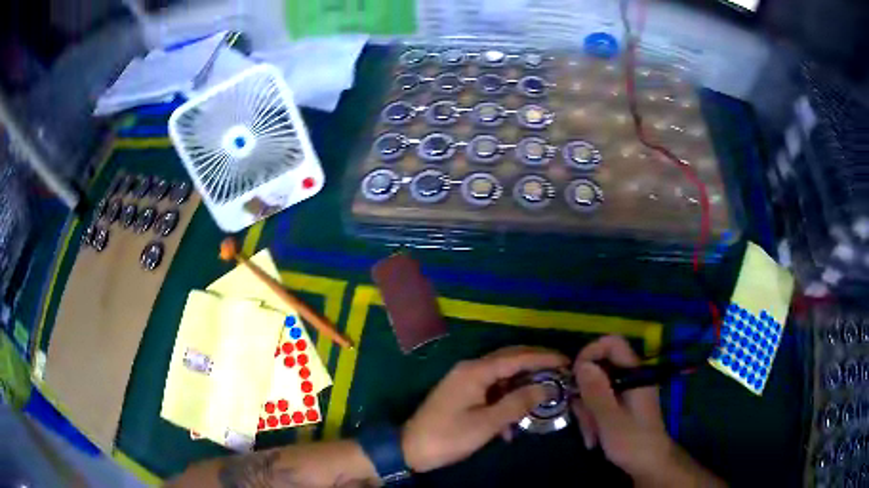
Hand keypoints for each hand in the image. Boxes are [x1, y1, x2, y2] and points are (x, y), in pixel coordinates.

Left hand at [401, 346, 568, 472]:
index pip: (517, 357)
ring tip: (544, 395)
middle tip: (561, 372)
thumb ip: (518, 403)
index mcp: (476, 371)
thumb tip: (547, 387)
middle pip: (510, 360)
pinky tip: (513, 422)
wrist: (410, 449)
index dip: (544, 358)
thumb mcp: (487, 423)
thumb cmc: (449, 436)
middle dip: (536, 365)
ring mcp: (464, 380)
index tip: (568, 361)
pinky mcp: (462, 393)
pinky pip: (491, 389)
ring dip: (522, 385)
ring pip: (502, 375)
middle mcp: (470, 369)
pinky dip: (506, 399)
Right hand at [571, 336, 672, 482]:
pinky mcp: (622, 405)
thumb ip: (597, 392)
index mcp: (635, 374)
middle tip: (580, 415)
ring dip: (587, 410)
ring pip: (597, 387)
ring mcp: (626, 392)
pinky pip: (601, 401)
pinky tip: (593, 437)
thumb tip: (581, 364)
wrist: (650, 465)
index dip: (591, 352)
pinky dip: (593, 417)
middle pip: (600, 367)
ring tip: (590, 435)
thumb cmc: (633, 442)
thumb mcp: (610, 419)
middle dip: (585, 391)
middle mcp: (631, 378)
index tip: (575, 375)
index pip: (613, 344)